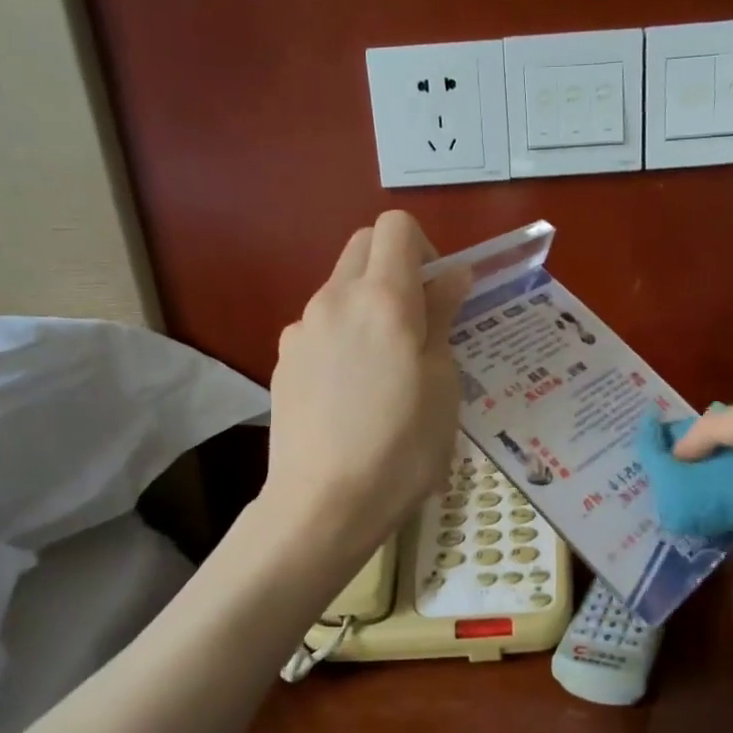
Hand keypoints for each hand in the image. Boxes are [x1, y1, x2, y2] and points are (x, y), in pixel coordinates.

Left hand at [262, 211, 471, 559]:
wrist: (323, 504)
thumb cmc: (402, 447)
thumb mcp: (443, 384)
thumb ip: (442, 319)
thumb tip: (449, 277)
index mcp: (382, 298)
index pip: (397, 227)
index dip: (426, 248)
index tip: (440, 294)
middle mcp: (334, 299)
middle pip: (363, 247)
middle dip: (395, 267)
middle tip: (418, 323)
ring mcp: (302, 329)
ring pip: (340, 289)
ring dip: (368, 304)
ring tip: (385, 368)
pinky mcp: (284, 361)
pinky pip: (320, 328)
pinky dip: (342, 338)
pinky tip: (352, 393)